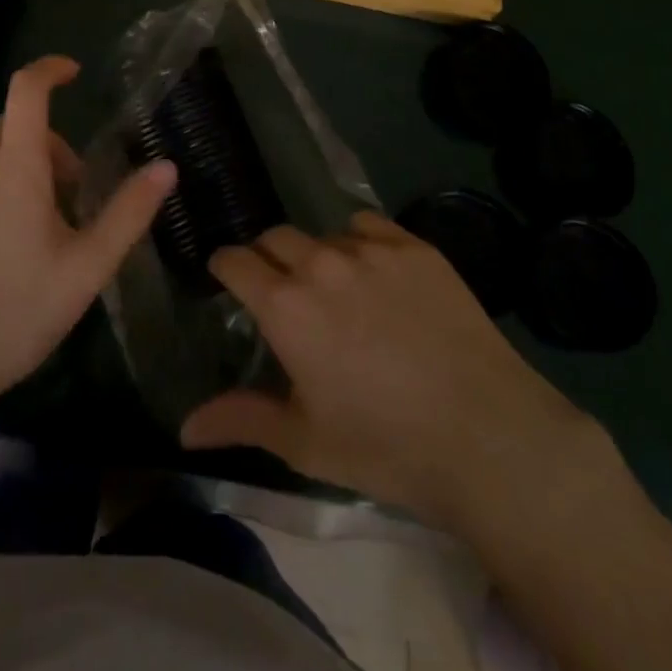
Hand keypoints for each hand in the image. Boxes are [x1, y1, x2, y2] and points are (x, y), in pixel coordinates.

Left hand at [0, 56, 174, 428]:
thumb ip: (129, 213)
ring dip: (23, 173)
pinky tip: (0, 250)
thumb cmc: (14, 315)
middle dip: (52, 148)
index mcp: (13, 169)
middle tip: (74, 199)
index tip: (74, 74)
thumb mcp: (86, 269)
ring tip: (40, 233)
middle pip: (17, 128)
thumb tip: (166, 167)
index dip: (51, 70)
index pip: (27, 90)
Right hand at [180, 213, 602, 528]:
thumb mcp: (304, 442)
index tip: (226, 278)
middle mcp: (320, 263)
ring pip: (323, 233)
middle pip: (274, 238)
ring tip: (336, 288)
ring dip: (316, 255)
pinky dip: (360, 242)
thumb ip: (240, 420)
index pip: (234, 260)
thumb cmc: (385, 444)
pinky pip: (369, 226)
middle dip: (266, 258)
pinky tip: (377, 275)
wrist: (486, 436)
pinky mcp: (414, 246)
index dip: (224, 266)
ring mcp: (371, 249)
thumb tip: (184, 427)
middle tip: (280, 290)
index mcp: (285, 306)